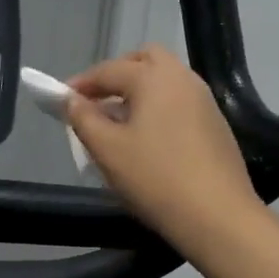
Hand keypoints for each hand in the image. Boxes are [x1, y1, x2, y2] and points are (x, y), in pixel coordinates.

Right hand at [65, 45, 260, 250]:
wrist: (218, 216)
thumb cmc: (155, 179)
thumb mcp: (107, 150)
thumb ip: (84, 119)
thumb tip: (72, 100)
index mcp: (154, 78)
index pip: (109, 70)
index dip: (81, 84)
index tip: (60, 101)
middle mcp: (183, 78)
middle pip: (144, 60)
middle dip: (116, 75)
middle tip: (95, 102)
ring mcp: (204, 101)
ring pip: (165, 81)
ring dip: (138, 93)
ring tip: (117, 124)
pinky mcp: (216, 125)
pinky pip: (179, 103)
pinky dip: (158, 108)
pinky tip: (147, 140)